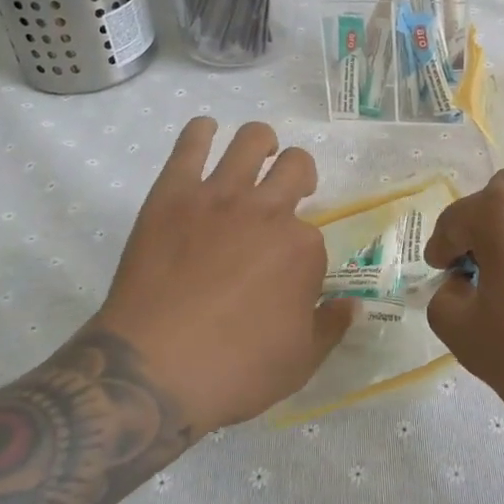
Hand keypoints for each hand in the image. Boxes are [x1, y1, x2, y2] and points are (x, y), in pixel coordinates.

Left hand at [88, 119, 354, 433]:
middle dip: (299, 176)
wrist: (151, 371)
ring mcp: (219, 197)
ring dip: (262, 142)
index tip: (288, 275)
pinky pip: (190, 144)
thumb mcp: (300, 363)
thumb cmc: (233, 371)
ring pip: (252, 140)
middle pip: (296, 167)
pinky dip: (201, 132)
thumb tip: (352, 305)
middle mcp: (268, 211)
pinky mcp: (173, 194)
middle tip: (290, 193)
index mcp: (302, 249)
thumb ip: (330, 327)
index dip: (303, 255)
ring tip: (258, 153)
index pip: (314, 237)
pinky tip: (206, 133)